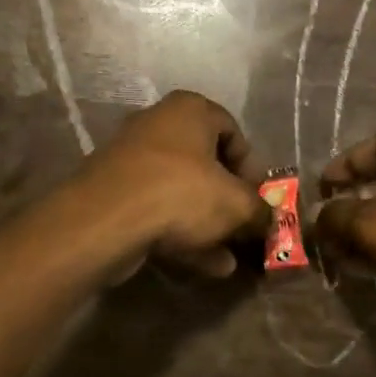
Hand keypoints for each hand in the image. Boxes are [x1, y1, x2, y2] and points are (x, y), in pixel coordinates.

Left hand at [66, 91, 269, 278]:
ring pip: (181, 192)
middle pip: (205, 164)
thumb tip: (270, 221)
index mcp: (189, 110)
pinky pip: (157, 210)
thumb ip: (260, 211)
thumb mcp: (237, 205)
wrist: (105, 220)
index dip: (251, 168)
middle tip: (243, 230)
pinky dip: (181, 234)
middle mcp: (158, 124)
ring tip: (229, 259)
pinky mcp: (113, 192)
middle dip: (228, 202)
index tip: (258, 199)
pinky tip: (206, 266)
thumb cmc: (181, 194)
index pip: (233, 131)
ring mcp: (130, 159)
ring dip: (207, 225)